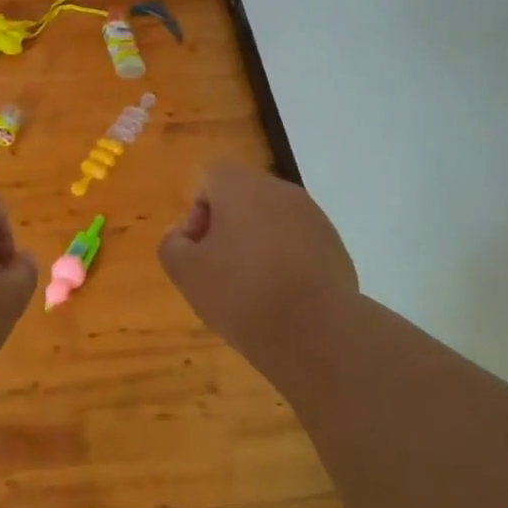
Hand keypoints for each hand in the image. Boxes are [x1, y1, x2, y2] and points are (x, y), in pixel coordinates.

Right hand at [158, 164, 359, 357]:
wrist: (315, 331)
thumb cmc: (241, 293)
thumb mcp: (187, 274)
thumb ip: (172, 245)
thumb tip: (181, 234)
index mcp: (242, 186)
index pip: (211, 177)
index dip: (198, 211)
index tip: (198, 250)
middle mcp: (280, 190)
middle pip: (244, 197)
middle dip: (227, 228)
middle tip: (219, 271)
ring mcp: (313, 217)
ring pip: (273, 220)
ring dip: (257, 245)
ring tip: (251, 289)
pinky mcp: (334, 245)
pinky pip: (298, 243)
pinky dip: (285, 261)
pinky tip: (281, 297)